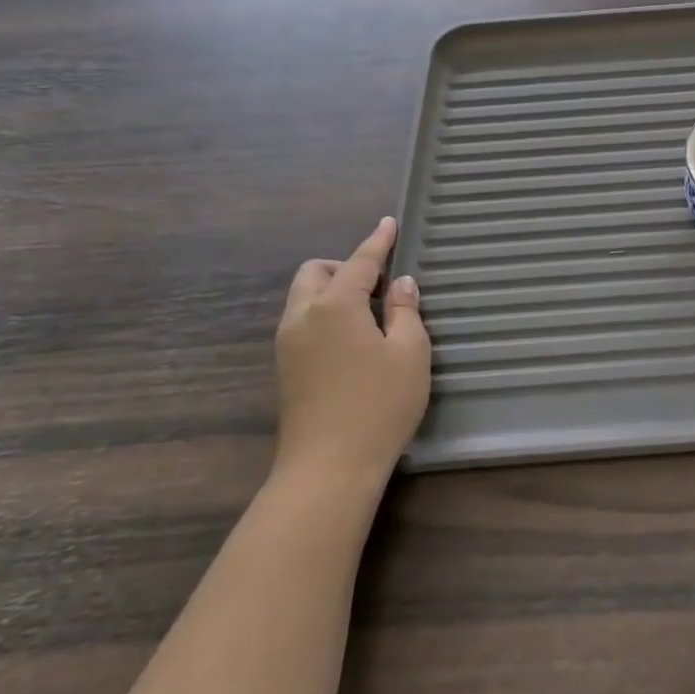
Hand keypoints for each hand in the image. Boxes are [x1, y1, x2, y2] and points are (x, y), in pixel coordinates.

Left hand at [273, 217, 430, 489]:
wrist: (328, 469)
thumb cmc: (379, 405)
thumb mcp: (409, 353)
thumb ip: (405, 311)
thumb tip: (399, 285)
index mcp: (335, 306)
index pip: (359, 262)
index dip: (378, 241)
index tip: (390, 223)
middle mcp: (303, 317)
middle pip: (315, 273)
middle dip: (344, 266)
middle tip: (379, 284)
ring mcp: (287, 345)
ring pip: (303, 297)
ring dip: (332, 290)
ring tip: (369, 313)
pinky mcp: (285, 369)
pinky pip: (302, 322)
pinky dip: (324, 314)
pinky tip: (352, 339)